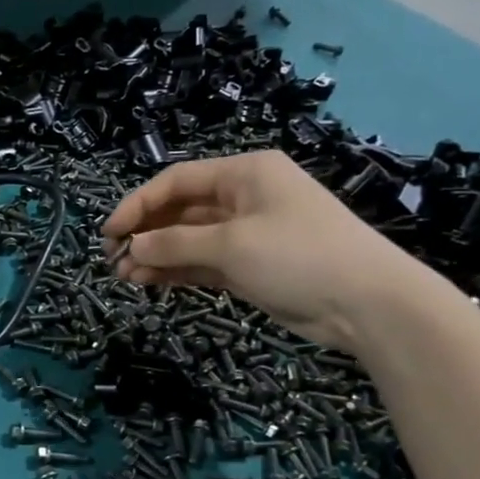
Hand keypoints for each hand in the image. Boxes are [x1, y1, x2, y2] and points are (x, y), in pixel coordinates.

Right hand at [102, 150, 439, 350]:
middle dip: (145, 233)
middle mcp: (244, 197)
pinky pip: (202, 262)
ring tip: (125, 277)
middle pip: (179, 210)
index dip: (138, 204)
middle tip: (113, 258)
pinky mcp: (251, 266)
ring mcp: (248, 233)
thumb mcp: (232, 245)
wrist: (369, 304)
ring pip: (188, 239)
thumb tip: (134, 249)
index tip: (110, 232)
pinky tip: (149, 283)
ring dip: (156, 256)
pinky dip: (176, 271)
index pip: (176, 181)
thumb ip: (175, 245)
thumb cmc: (299, 256)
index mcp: (244, 174)